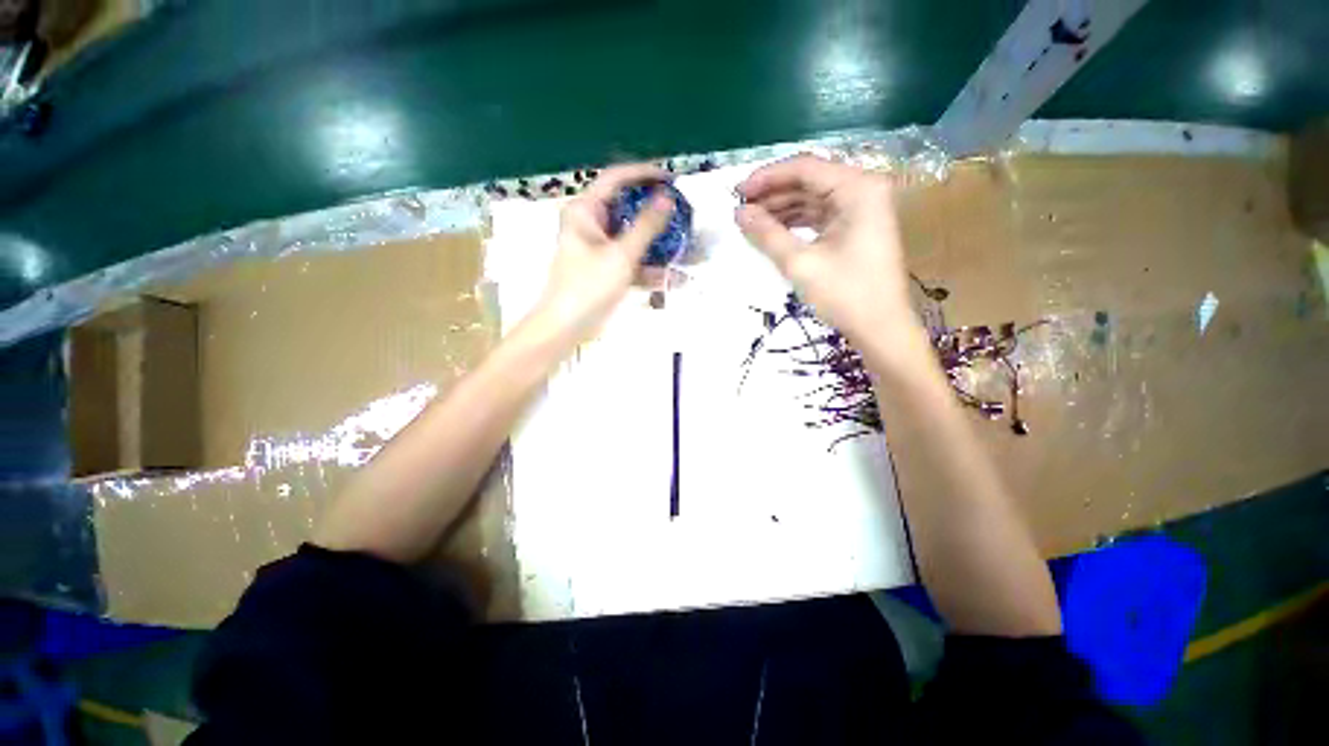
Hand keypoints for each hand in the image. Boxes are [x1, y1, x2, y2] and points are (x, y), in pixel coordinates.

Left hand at [532, 164, 673, 344]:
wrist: (567, 327)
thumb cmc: (589, 286)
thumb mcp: (621, 255)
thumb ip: (646, 226)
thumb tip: (667, 198)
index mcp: (585, 211)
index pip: (616, 179)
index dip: (644, 174)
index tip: (671, 179)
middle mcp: (591, 224)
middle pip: (627, 208)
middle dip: (655, 212)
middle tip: (681, 213)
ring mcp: (599, 249)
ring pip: (632, 237)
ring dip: (657, 243)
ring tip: (685, 245)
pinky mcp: (607, 269)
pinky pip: (632, 261)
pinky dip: (649, 268)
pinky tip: (673, 277)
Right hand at [736, 155, 922, 356]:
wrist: (880, 329)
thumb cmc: (845, 294)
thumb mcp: (800, 263)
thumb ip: (767, 234)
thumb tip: (738, 213)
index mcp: (858, 188)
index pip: (805, 168)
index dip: (767, 177)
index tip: (737, 192)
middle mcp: (863, 189)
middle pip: (810, 181)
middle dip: (773, 194)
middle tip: (740, 209)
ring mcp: (862, 209)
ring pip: (813, 198)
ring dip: (782, 208)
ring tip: (751, 221)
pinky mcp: (856, 228)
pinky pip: (820, 215)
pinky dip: (796, 222)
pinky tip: (773, 231)